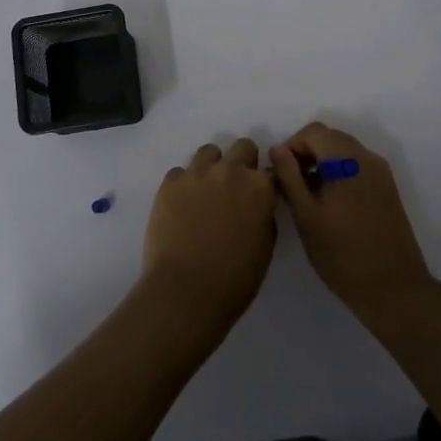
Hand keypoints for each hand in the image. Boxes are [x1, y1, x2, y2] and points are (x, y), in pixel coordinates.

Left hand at [141, 139, 277, 336]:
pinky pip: (180, 172)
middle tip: (234, 189)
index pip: (271, 170)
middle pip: (242, 147)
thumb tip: (257, 205)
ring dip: (212, 168)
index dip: (266, 184)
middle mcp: (230, 170)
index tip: (260, 196)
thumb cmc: (234, 280)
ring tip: (205, 194)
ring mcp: (197, 173)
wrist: (184, 293)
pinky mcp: (170, 183)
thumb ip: (264, 215)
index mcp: (259, 187)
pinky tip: (181, 207)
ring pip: (209, 152)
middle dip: (242, 163)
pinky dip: (183, 185)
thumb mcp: (265, 248)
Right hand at [271, 123, 433, 318]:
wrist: (394, 290)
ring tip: (309, 197)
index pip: (313, 131)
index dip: (291, 147)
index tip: (281, 176)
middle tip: (292, 186)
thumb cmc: (343, 255)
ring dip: (322, 164)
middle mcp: (367, 157)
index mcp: (347, 160)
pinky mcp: (387, 188)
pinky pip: (357, 167)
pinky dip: (339, 173)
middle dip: (306, 154)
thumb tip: (277, 149)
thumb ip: (289, 177)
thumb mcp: (306, 217)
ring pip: (343, 152)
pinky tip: (331, 204)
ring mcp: (381, 172)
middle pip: (330, 138)